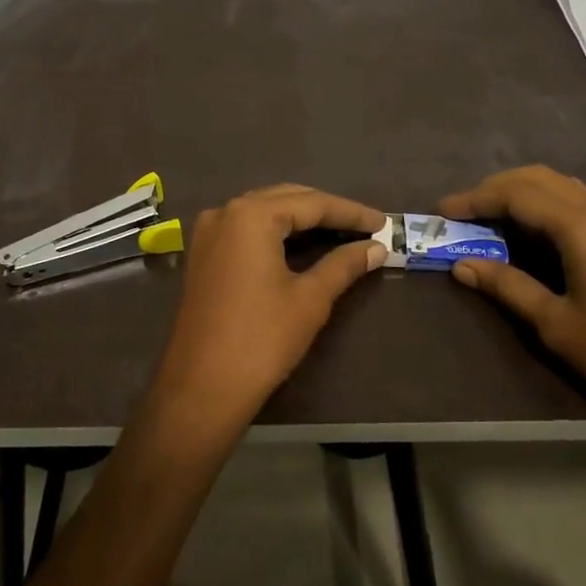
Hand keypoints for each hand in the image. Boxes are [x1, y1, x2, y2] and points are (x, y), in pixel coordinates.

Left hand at [149, 185, 385, 435]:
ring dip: (302, 219)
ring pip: (265, 211)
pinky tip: (302, 244)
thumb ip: (344, 264)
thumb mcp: (310, 299)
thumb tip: (376, 248)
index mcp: (251, 214)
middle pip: (286, 199)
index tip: (384, 223)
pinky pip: (246, 229)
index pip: (312, 203)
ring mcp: (209, 231)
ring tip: (341, 233)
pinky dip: (277, 231)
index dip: (350, 212)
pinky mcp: (203, 253)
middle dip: (326, 211)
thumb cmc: (261, 339)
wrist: (202, 387)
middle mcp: (226, 211)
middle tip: (366, 227)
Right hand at [439, 166, 585, 436]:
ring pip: (563, 187)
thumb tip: (462, 265)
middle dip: (497, 188)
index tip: (443, 210)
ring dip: (524, 193)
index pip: (516, 194)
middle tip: (464, 211)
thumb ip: (506, 286)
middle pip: (539, 178)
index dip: (475, 198)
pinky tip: (537, 235)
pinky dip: (548, 206)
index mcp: (580, 226)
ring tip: (493, 219)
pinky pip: (580, 204)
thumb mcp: (554, 323)